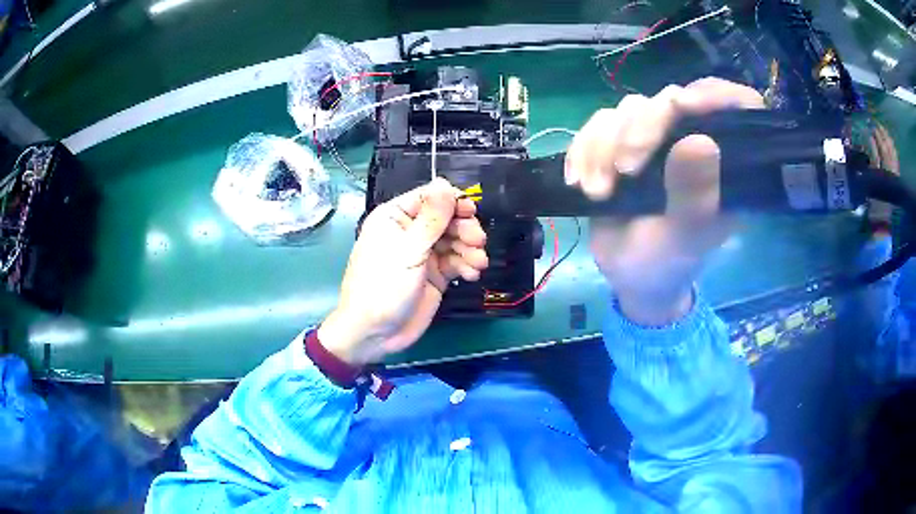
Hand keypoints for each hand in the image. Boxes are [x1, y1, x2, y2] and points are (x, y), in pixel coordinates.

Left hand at [319, 178, 487, 364]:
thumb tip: (445, 183)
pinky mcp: (435, 274)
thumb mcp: (407, 251)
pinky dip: (467, 265)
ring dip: (470, 249)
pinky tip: (472, 274)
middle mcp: (410, 231)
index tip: (471, 211)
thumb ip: (431, 219)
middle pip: (447, 218)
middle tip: (477, 241)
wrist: (375, 334)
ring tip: (477, 263)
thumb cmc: (382, 287)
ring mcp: (424, 254)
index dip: (452, 201)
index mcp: (395, 217)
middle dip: (464, 228)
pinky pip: (456, 261)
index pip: (429, 197)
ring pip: (455, 240)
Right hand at [565, 77, 764, 324]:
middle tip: (624, 172)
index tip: (686, 106)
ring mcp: (657, 138)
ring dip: (603, 146)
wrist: (628, 274)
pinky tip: (577, 180)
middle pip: (670, 101)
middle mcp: (694, 139)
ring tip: (597, 192)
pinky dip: (583, 148)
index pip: (738, 106)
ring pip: (629, 109)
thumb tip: (701, 142)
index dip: (716, 94)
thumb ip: (695, 197)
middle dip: (640, 131)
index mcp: (726, 163)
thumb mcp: (683, 239)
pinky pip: (598, 123)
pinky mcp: (622, 140)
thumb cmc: (666, 262)